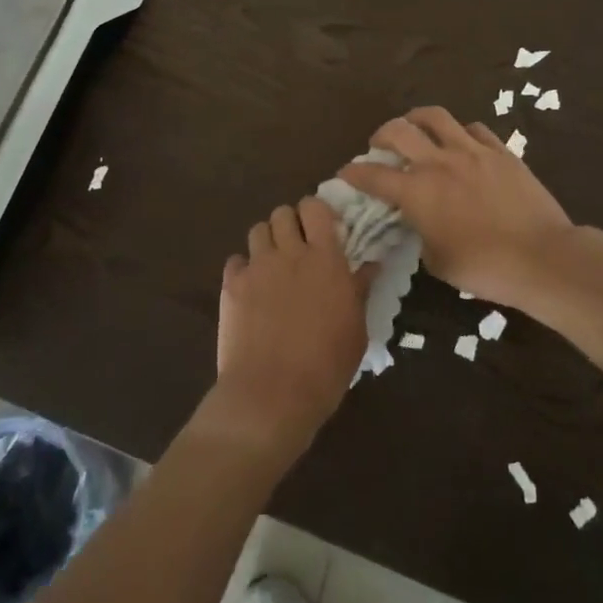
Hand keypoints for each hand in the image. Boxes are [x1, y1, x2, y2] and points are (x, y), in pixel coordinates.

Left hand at [204, 198, 372, 469]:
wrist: (272, 395)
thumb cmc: (325, 367)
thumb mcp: (356, 330)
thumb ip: (360, 290)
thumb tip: (371, 264)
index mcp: (325, 258)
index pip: (316, 208)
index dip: (316, 213)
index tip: (321, 229)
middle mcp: (289, 252)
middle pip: (282, 212)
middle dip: (290, 224)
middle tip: (297, 248)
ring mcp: (257, 266)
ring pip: (258, 229)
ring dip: (267, 241)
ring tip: (273, 265)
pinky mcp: (232, 285)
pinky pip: (236, 260)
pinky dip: (243, 268)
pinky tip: (251, 289)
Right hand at [340, 107, 575, 310]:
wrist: (541, 257)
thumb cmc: (484, 267)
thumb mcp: (437, 260)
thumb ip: (420, 233)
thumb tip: (419, 220)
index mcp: (417, 192)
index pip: (373, 175)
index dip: (354, 172)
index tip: (346, 172)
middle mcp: (438, 162)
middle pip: (398, 130)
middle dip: (381, 134)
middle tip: (379, 145)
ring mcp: (471, 151)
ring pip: (435, 116)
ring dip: (416, 119)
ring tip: (415, 126)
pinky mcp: (500, 151)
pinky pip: (474, 128)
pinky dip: (459, 132)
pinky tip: (461, 142)